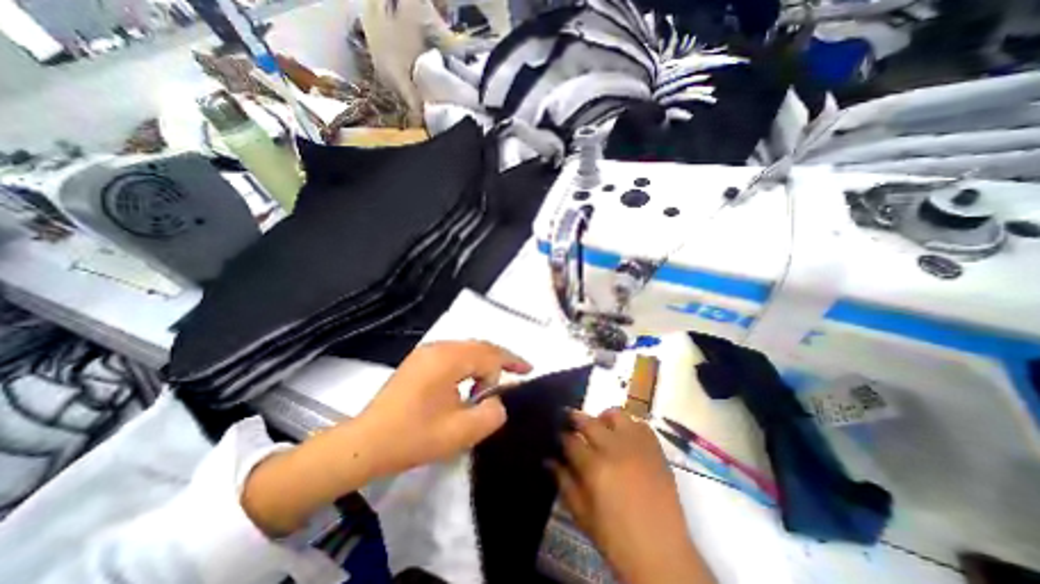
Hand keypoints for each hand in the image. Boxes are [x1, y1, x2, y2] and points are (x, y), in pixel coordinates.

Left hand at [352, 339, 532, 481]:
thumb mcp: (460, 432)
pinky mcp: (419, 360)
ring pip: (467, 349)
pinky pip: (453, 355)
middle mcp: (438, 347)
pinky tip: (470, 382)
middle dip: (501, 359)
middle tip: (518, 372)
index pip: (489, 355)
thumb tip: (499, 400)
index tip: (529, 371)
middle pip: (479, 347)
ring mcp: (426, 352)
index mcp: (449, 359)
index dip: (512, 362)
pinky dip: (469, 365)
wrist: (365, 443)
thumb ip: (491, 414)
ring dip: (484, 362)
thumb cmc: (413, 437)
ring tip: (492, 384)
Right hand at [551, 408, 716, 583]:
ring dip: (603, 417)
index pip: (571, 441)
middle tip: (571, 420)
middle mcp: (614, 449)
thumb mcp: (582, 516)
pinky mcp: (655, 449)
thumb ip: (564, 483)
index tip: (558, 435)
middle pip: (589, 422)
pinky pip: (640, 424)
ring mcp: (637, 446)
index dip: (562, 436)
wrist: (663, 555)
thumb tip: (549, 460)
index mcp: (594, 468)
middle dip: (576, 418)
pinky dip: (629, 425)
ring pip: (616, 414)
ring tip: (600, 427)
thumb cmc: (616, 540)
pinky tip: (625, 436)